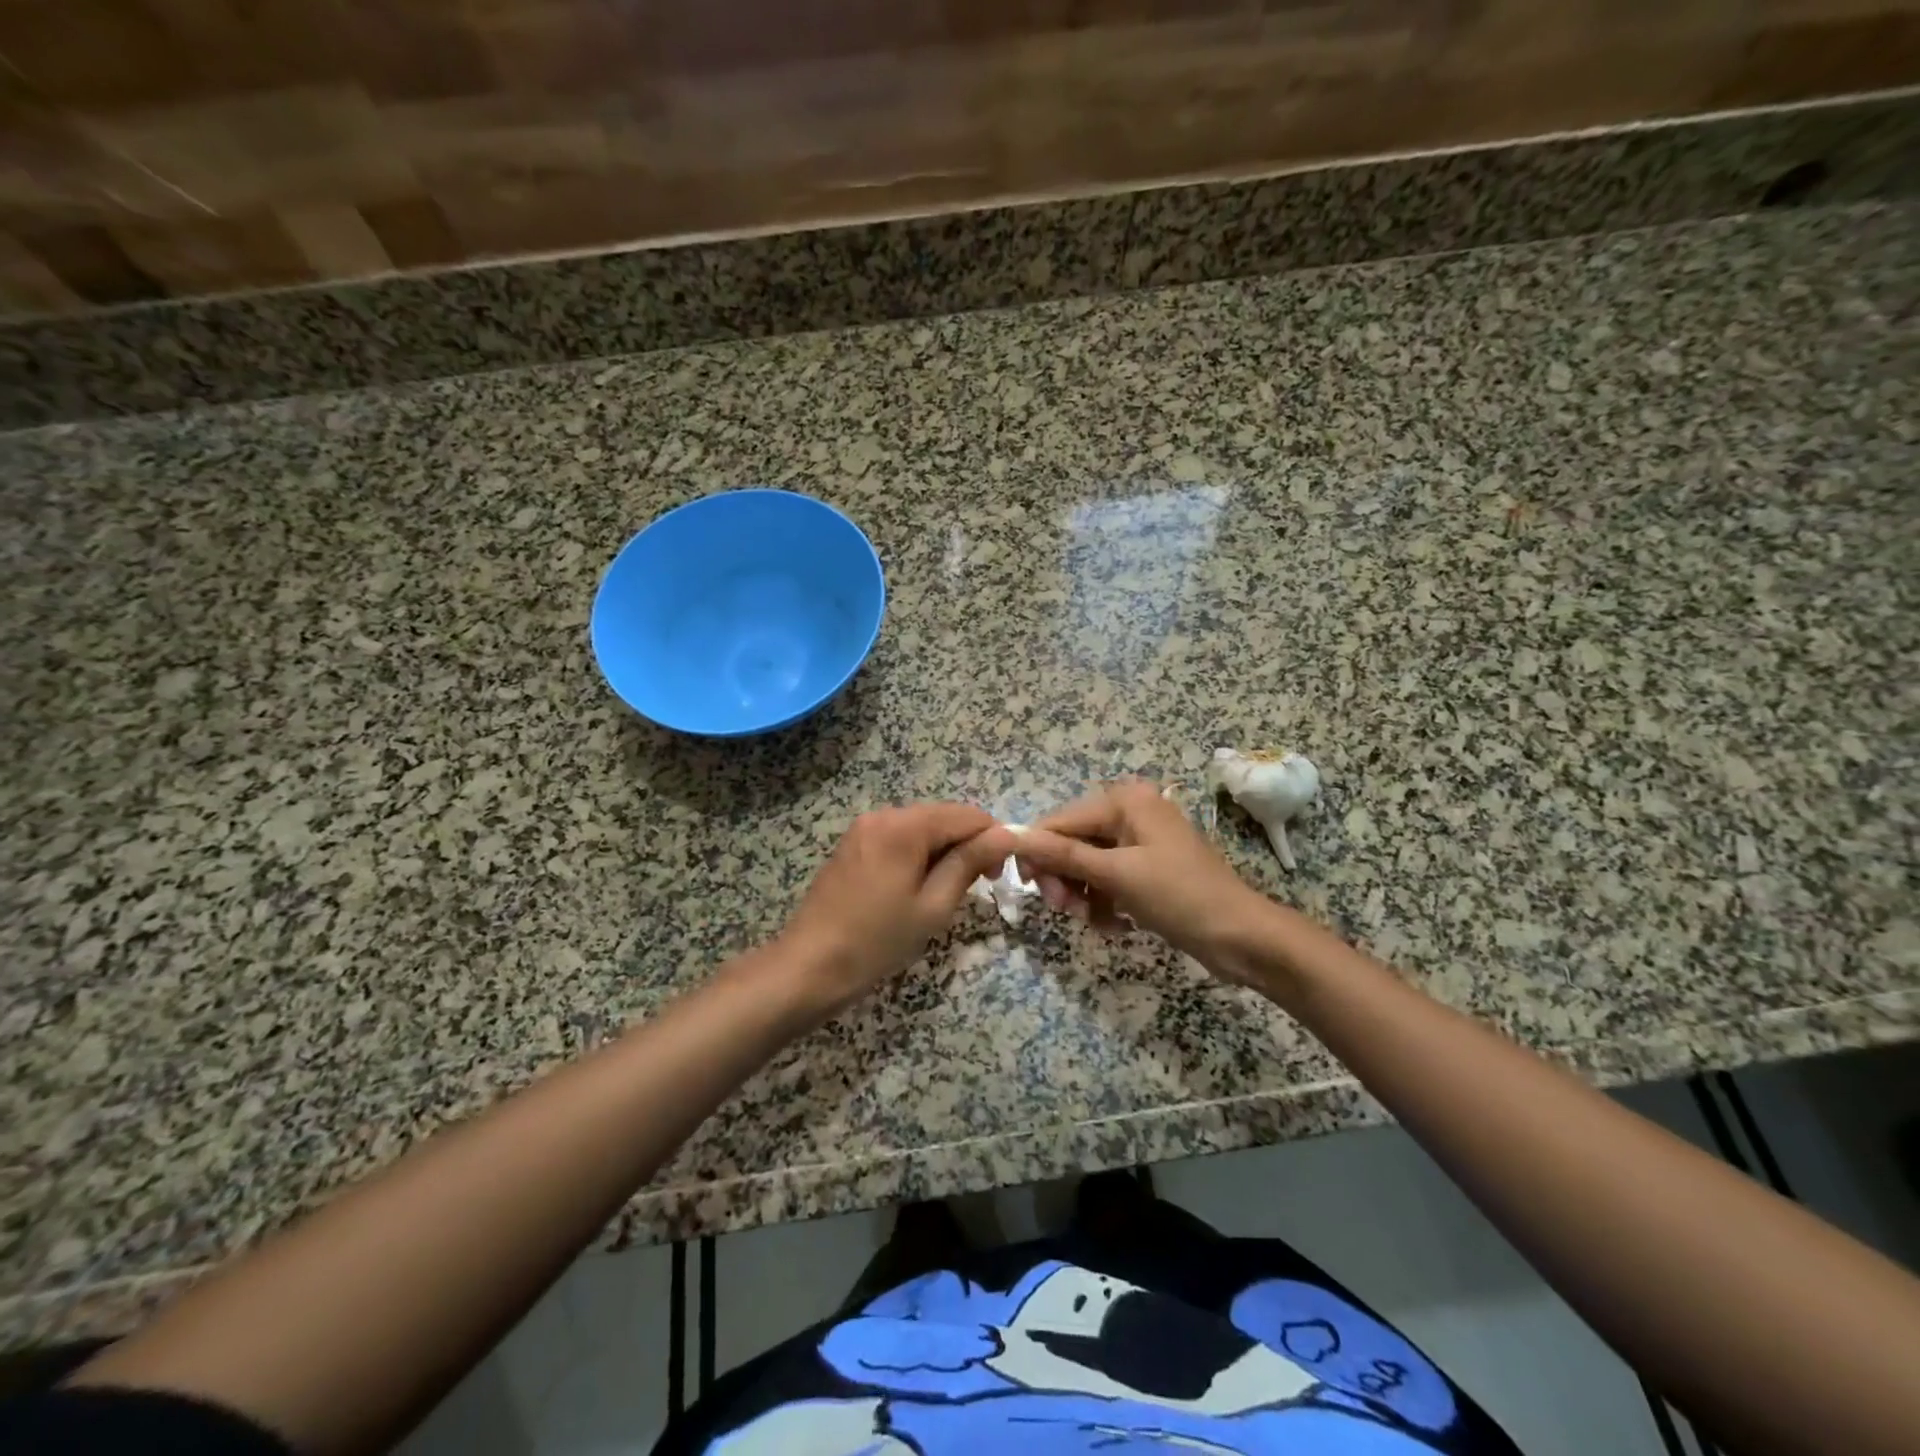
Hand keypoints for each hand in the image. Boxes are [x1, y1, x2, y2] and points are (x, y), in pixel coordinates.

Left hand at [778, 803, 1019, 1016]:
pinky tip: (917, 888)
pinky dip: (918, 855)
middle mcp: (883, 814)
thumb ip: (970, 863)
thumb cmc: (877, 941)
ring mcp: (864, 828)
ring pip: (922, 828)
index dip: (993, 839)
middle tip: (978, 888)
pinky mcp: (853, 845)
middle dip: (968, 845)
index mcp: (905, 826)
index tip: (1000, 876)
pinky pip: (899, 838)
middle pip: (943, 817)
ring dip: (943, 852)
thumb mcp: (933, 905)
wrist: (809, 966)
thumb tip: (1006, 835)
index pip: (967, 815)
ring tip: (946, 893)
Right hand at [1015, 780, 1276, 981]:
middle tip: (1064, 910)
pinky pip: (1108, 880)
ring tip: (1094, 922)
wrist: (1242, 937)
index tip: (1027, 889)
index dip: (1037, 853)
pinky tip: (1115, 926)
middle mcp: (1130, 812)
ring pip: (1087, 865)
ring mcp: (1140, 842)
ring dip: (1083, 895)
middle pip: (1072, 842)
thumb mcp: (1117, 874)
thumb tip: (1012, 835)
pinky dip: (1104, 902)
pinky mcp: (1147, 869)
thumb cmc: (1180, 897)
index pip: (1059, 821)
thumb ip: (1063, 854)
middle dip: (1064, 877)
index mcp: (1125, 801)